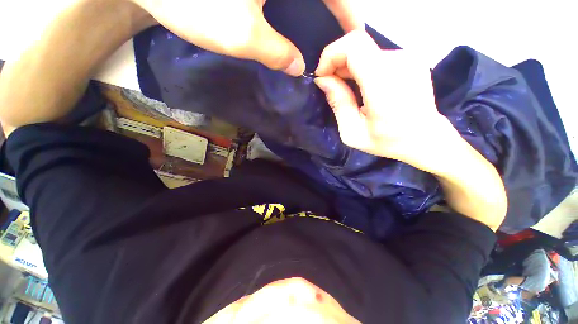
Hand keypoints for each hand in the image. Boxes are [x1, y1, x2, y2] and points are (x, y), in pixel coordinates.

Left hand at [131, 0, 363, 75]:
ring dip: (311, 14)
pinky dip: (290, 12)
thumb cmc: (193, 1)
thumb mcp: (243, 34)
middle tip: (334, 43)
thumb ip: (277, 53)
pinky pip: (281, 0)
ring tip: (317, 40)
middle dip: (330, 15)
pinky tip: (289, 29)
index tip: (355, 35)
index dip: (348, 11)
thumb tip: (298, 67)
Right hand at [314, 30, 456, 170]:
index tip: (322, 76)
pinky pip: (377, 56)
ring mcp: (408, 58)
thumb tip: (323, 80)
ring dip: (349, 66)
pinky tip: (362, 86)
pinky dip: (362, 67)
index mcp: (384, 84)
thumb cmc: (386, 141)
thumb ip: (338, 103)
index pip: (353, 45)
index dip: (331, 55)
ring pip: (366, 50)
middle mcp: (399, 63)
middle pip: (358, 44)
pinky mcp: (410, 59)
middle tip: (331, 85)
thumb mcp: (352, 132)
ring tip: (346, 88)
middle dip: (336, 62)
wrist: (424, 138)